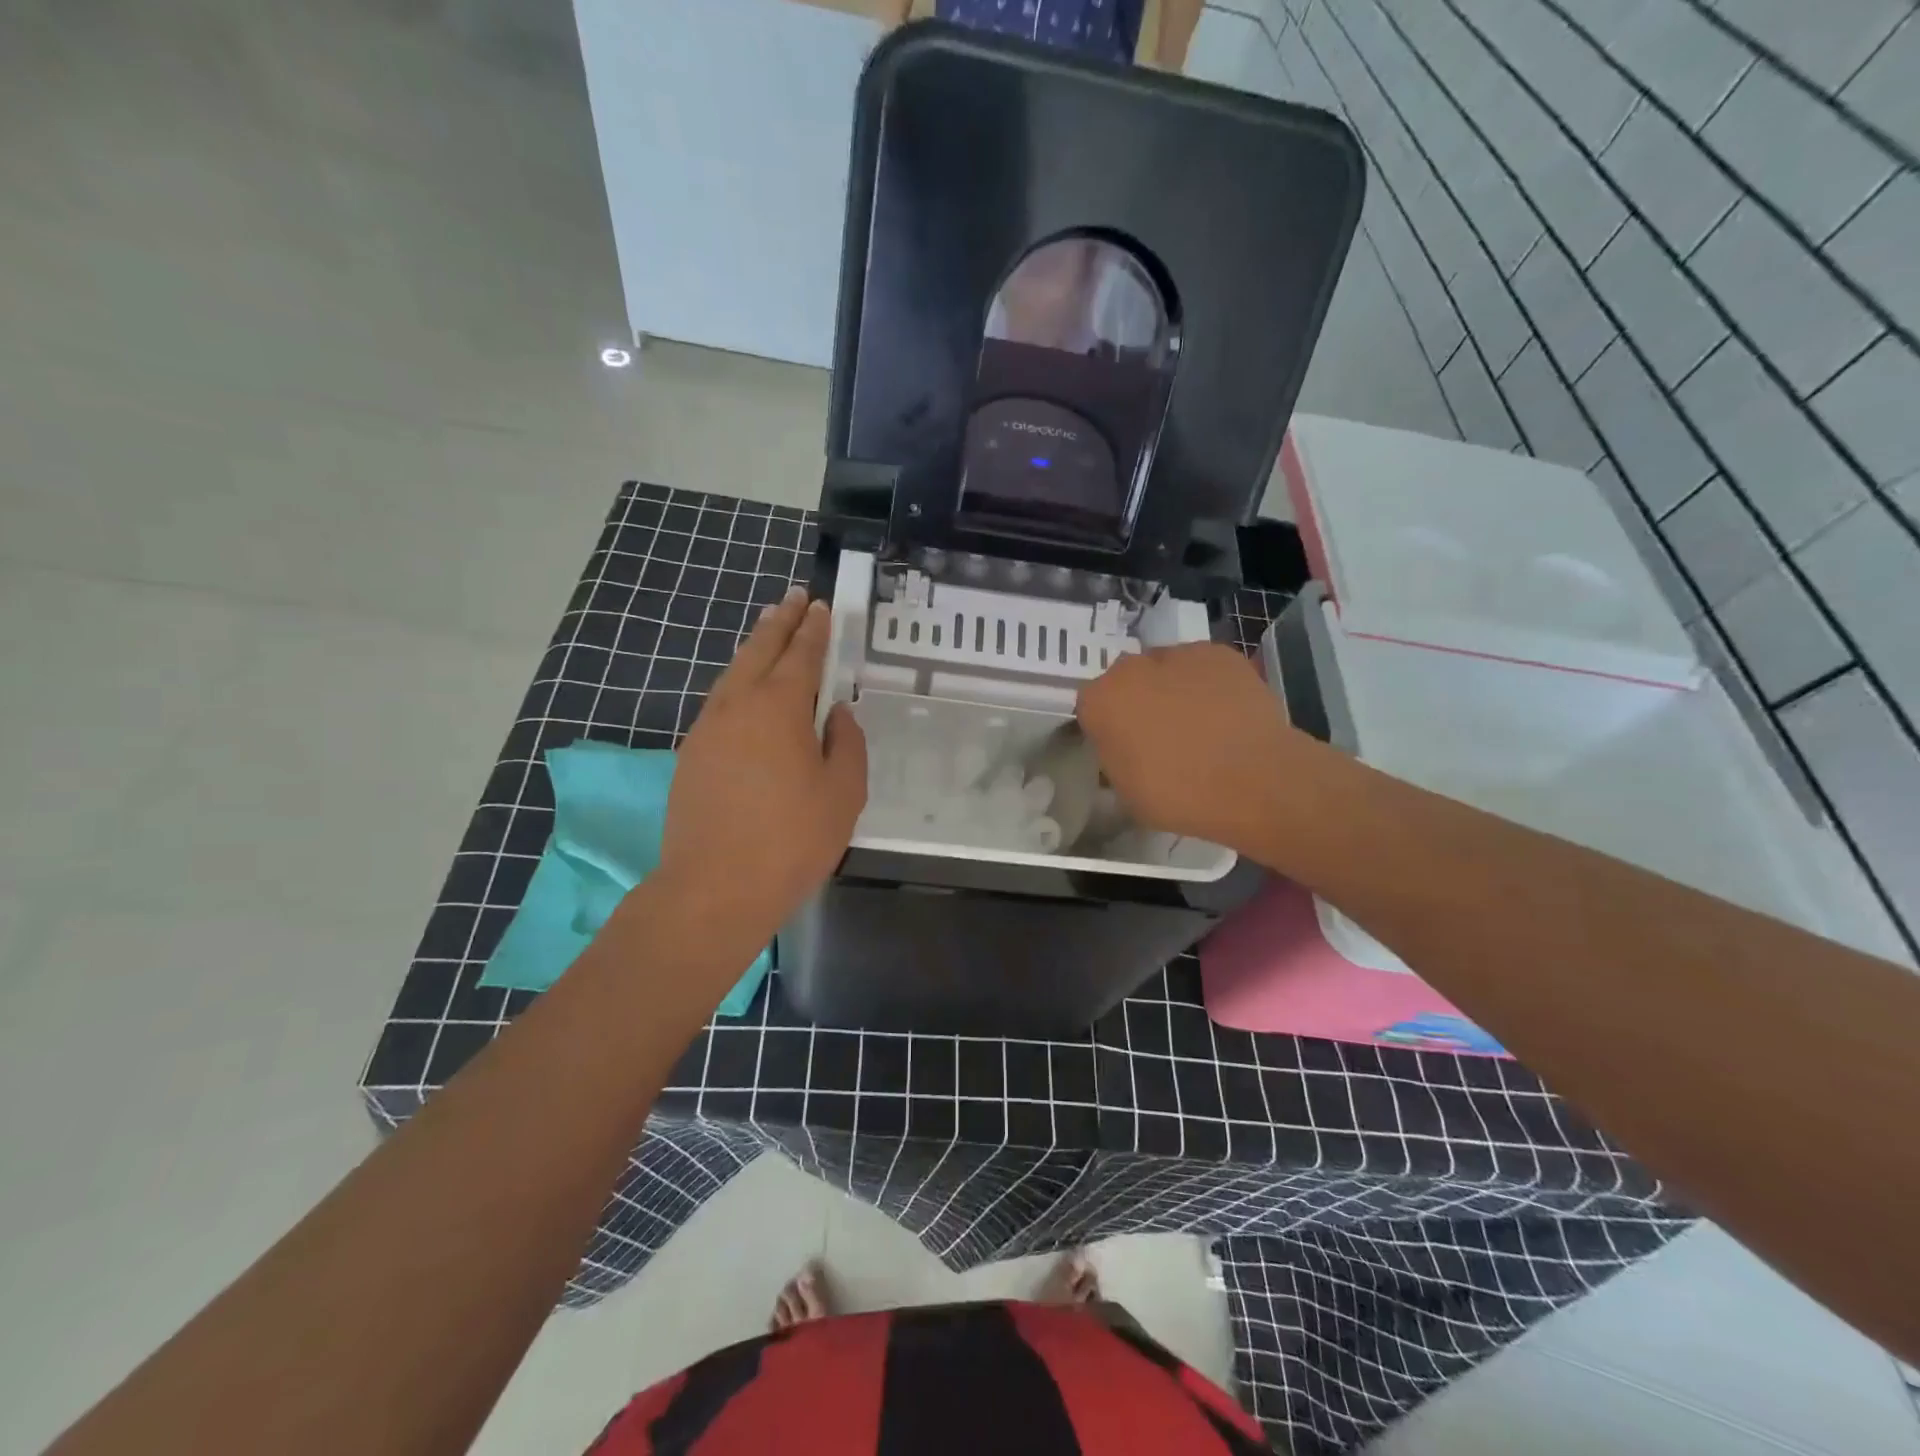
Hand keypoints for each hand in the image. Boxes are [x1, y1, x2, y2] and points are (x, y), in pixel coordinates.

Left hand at [657, 588, 866, 946]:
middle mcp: (737, 705)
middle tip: (793, 599)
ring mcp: (707, 729)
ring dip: (753, 648)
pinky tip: (745, 691)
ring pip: (732, 674)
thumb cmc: (792, 840)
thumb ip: (847, 744)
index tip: (820, 607)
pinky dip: (737, 682)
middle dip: (779, 622)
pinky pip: (720, 702)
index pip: (800, 655)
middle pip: (759, 651)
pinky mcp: (691, 755)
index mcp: (779, 707)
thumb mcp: (843, 793)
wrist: (714, 888)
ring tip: (768, 633)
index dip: (814, 630)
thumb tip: (836, 714)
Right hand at [1075, 642, 1294, 849]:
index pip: (1091, 708)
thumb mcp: (1126, 793)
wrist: (1254, 781)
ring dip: (1172, 689)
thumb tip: (1124, 749)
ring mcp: (1178, 655)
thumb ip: (1115, 760)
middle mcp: (1131, 668)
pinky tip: (1225, 713)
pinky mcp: (1219, 653)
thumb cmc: (1179, 795)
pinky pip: (1202, 667)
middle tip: (1160, 736)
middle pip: (1126, 680)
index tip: (1124, 749)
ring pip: (1165, 669)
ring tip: (1200, 724)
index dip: (1107, 728)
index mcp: (1100, 701)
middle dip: (1137, 701)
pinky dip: (1208, 684)